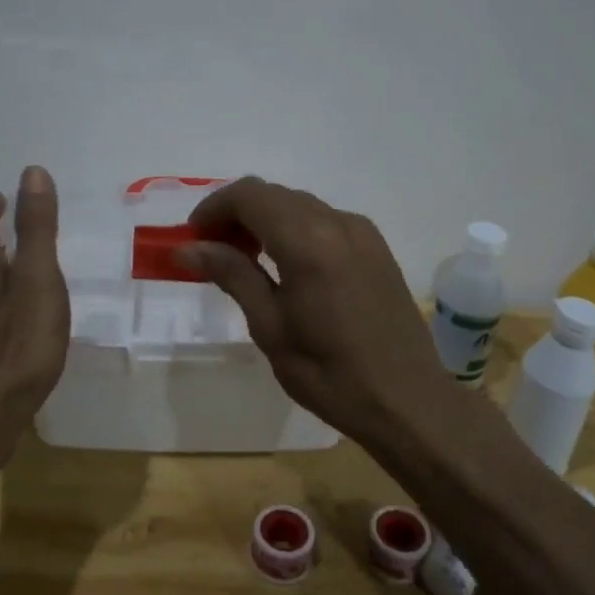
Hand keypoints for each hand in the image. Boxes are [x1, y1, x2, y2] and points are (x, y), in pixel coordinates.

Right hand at [176, 177, 456, 451]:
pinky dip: (295, 228)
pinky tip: (287, 265)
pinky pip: (325, 220)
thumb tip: (187, 248)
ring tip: (245, 259)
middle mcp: (337, 222)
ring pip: (300, 205)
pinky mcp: (377, 247)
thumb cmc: (329, 372)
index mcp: (307, 240)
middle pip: (274, 194)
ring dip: (266, 219)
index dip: (214, 207)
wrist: (407, 400)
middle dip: (237, 213)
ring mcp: (362, 232)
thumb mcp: (270, 326)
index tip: (192, 238)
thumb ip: (231, 274)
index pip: (249, 195)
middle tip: (212, 251)